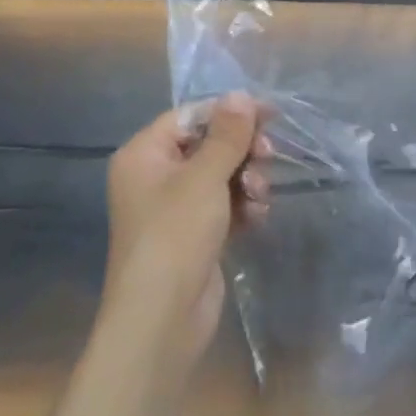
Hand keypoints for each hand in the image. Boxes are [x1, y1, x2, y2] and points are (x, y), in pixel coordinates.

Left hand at [101, 94, 271, 372]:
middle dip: (243, 150)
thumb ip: (227, 134)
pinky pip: (225, 203)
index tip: (270, 113)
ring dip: (248, 180)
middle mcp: (156, 176)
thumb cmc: (176, 235)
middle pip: (210, 144)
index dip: (231, 112)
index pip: (191, 115)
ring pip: (223, 174)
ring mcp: (175, 208)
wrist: (161, 320)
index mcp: (145, 154)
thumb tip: (240, 95)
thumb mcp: (205, 176)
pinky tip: (256, 218)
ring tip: (259, 198)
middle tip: (268, 157)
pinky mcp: (195, 234)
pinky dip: (243, 206)